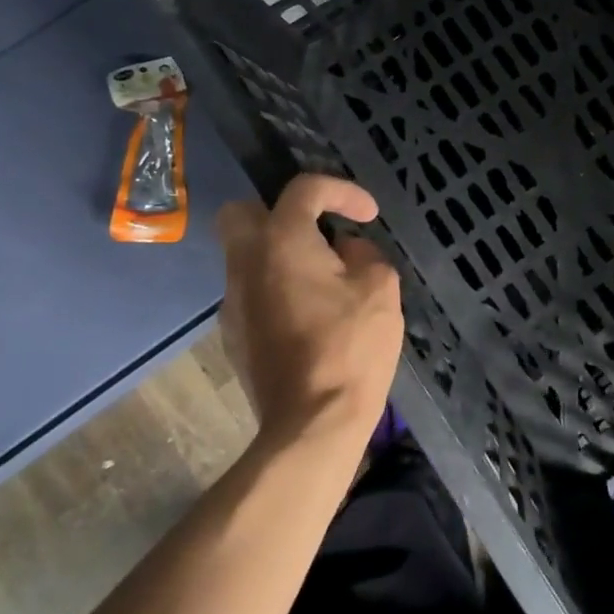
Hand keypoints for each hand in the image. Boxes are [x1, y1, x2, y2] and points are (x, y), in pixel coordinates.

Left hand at [214, 175, 404, 447]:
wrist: (312, 424)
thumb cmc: (351, 346)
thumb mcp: (380, 287)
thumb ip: (364, 254)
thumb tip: (345, 250)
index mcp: (281, 241)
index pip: (304, 189)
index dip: (341, 191)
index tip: (368, 215)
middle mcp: (245, 263)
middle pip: (242, 212)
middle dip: (280, 212)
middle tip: (316, 231)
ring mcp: (233, 302)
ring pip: (244, 256)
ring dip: (279, 253)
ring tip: (322, 278)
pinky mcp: (233, 336)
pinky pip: (250, 292)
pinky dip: (274, 288)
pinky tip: (307, 314)